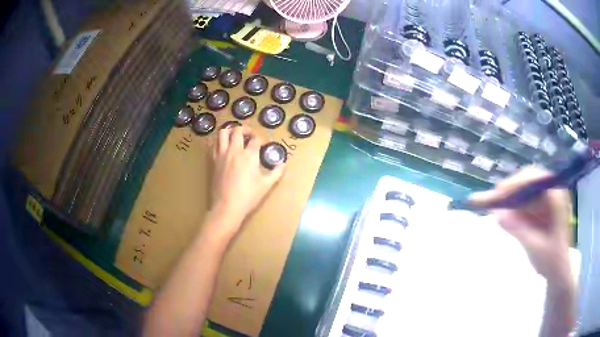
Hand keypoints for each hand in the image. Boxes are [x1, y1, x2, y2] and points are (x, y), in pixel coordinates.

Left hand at [208, 125, 284, 237]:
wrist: (227, 207)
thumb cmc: (248, 197)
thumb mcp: (266, 185)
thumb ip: (276, 173)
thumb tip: (283, 165)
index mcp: (249, 155)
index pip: (255, 139)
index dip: (260, 139)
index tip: (263, 144)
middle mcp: (234, 150)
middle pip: (238, 130)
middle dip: (245, 129)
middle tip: (249, 134)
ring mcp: (222, 155)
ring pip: (222, 133)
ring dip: (230, 130)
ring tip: (235, 136)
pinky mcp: (213, 161)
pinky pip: (214, 145)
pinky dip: (219, 141)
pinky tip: (223, 146)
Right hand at [468, 166, 571, 283]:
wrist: (558, 270)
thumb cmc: (551, 260)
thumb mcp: (535, 247)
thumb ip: (519, 230)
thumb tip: (498, 215)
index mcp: (557, 197)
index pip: (535, 179)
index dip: (517, 183)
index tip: (499, 193)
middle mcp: (552, 191)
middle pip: (528, 181)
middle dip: (510, 189)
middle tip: (492, 200)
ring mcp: (547, 199)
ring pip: (525, 190)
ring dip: (509, 198)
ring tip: (491, 204)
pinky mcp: (541, 208)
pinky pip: (524, 201)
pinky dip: (512, 206)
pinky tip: (502, 212)